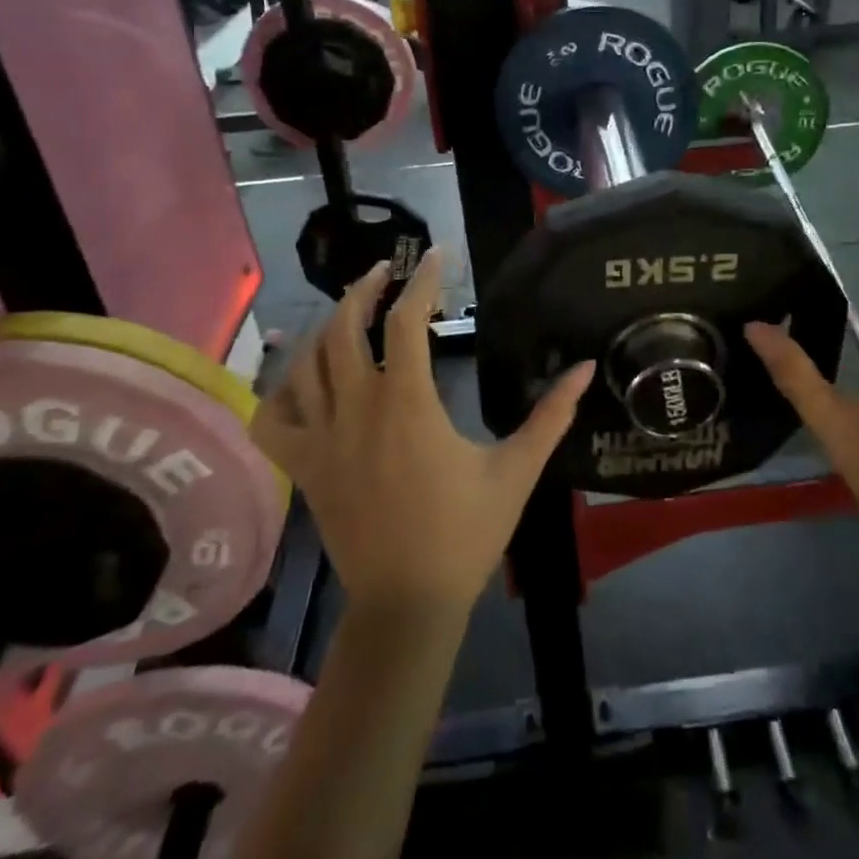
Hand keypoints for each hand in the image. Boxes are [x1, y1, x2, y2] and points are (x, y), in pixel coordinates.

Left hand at [252, 250, 593, 615]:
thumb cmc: (466, 533)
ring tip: (348, 309)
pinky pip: (271, 420)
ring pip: (306, 364)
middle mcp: (357, 410)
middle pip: (344, 329)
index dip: (423, 280)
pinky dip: (277, 392)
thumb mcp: (517, 469)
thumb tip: (586, 368)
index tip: (436, 255)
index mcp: (408, 405)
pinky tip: (298, 378)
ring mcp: (322, 441)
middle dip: (363, 289)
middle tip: (385, 270)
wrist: (408, 604)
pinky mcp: (304, 469)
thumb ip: (552, 415)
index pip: (408, 321)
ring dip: (325, 326)